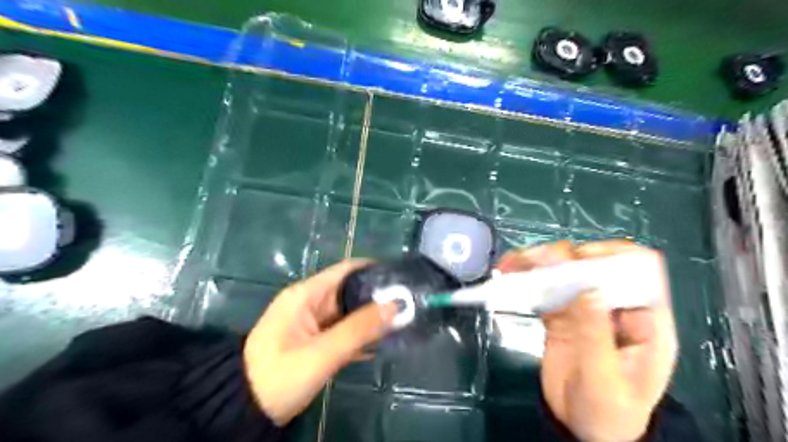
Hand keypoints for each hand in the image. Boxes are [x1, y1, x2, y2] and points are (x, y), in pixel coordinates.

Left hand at [243, 261, 396, 426]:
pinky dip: (362, 335)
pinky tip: (385, 341)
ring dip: (373, 318)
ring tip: (405, 320)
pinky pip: (345, 331)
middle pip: (351, 291)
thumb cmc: (280, 375)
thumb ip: (359, 328)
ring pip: (350, 313)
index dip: (374, 270)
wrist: (245, 409)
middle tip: (410, 303)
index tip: (401, 278)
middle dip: (379, 297)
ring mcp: (314, 323)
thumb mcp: (322, 352)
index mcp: (306, 295)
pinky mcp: (316, 341)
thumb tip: (396, 305)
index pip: (346, 270)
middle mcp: (311, 303)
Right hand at [498, 241, 677, 441]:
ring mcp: (584, 308)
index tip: (579, 260)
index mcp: (643, 318)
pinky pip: (543, 289)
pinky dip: (526, 279)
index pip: (639, 267)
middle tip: (535, 262)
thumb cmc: (610, 413)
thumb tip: (588, 290)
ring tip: (513, 264)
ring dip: (538, 263)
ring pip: (563, 272)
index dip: (612, 254)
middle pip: (593, 264)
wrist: (584, 430)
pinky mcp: (560, 315)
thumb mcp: (605, 379)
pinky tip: (509, 274)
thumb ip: (597, 335)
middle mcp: (613, 305)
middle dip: (563, 257)